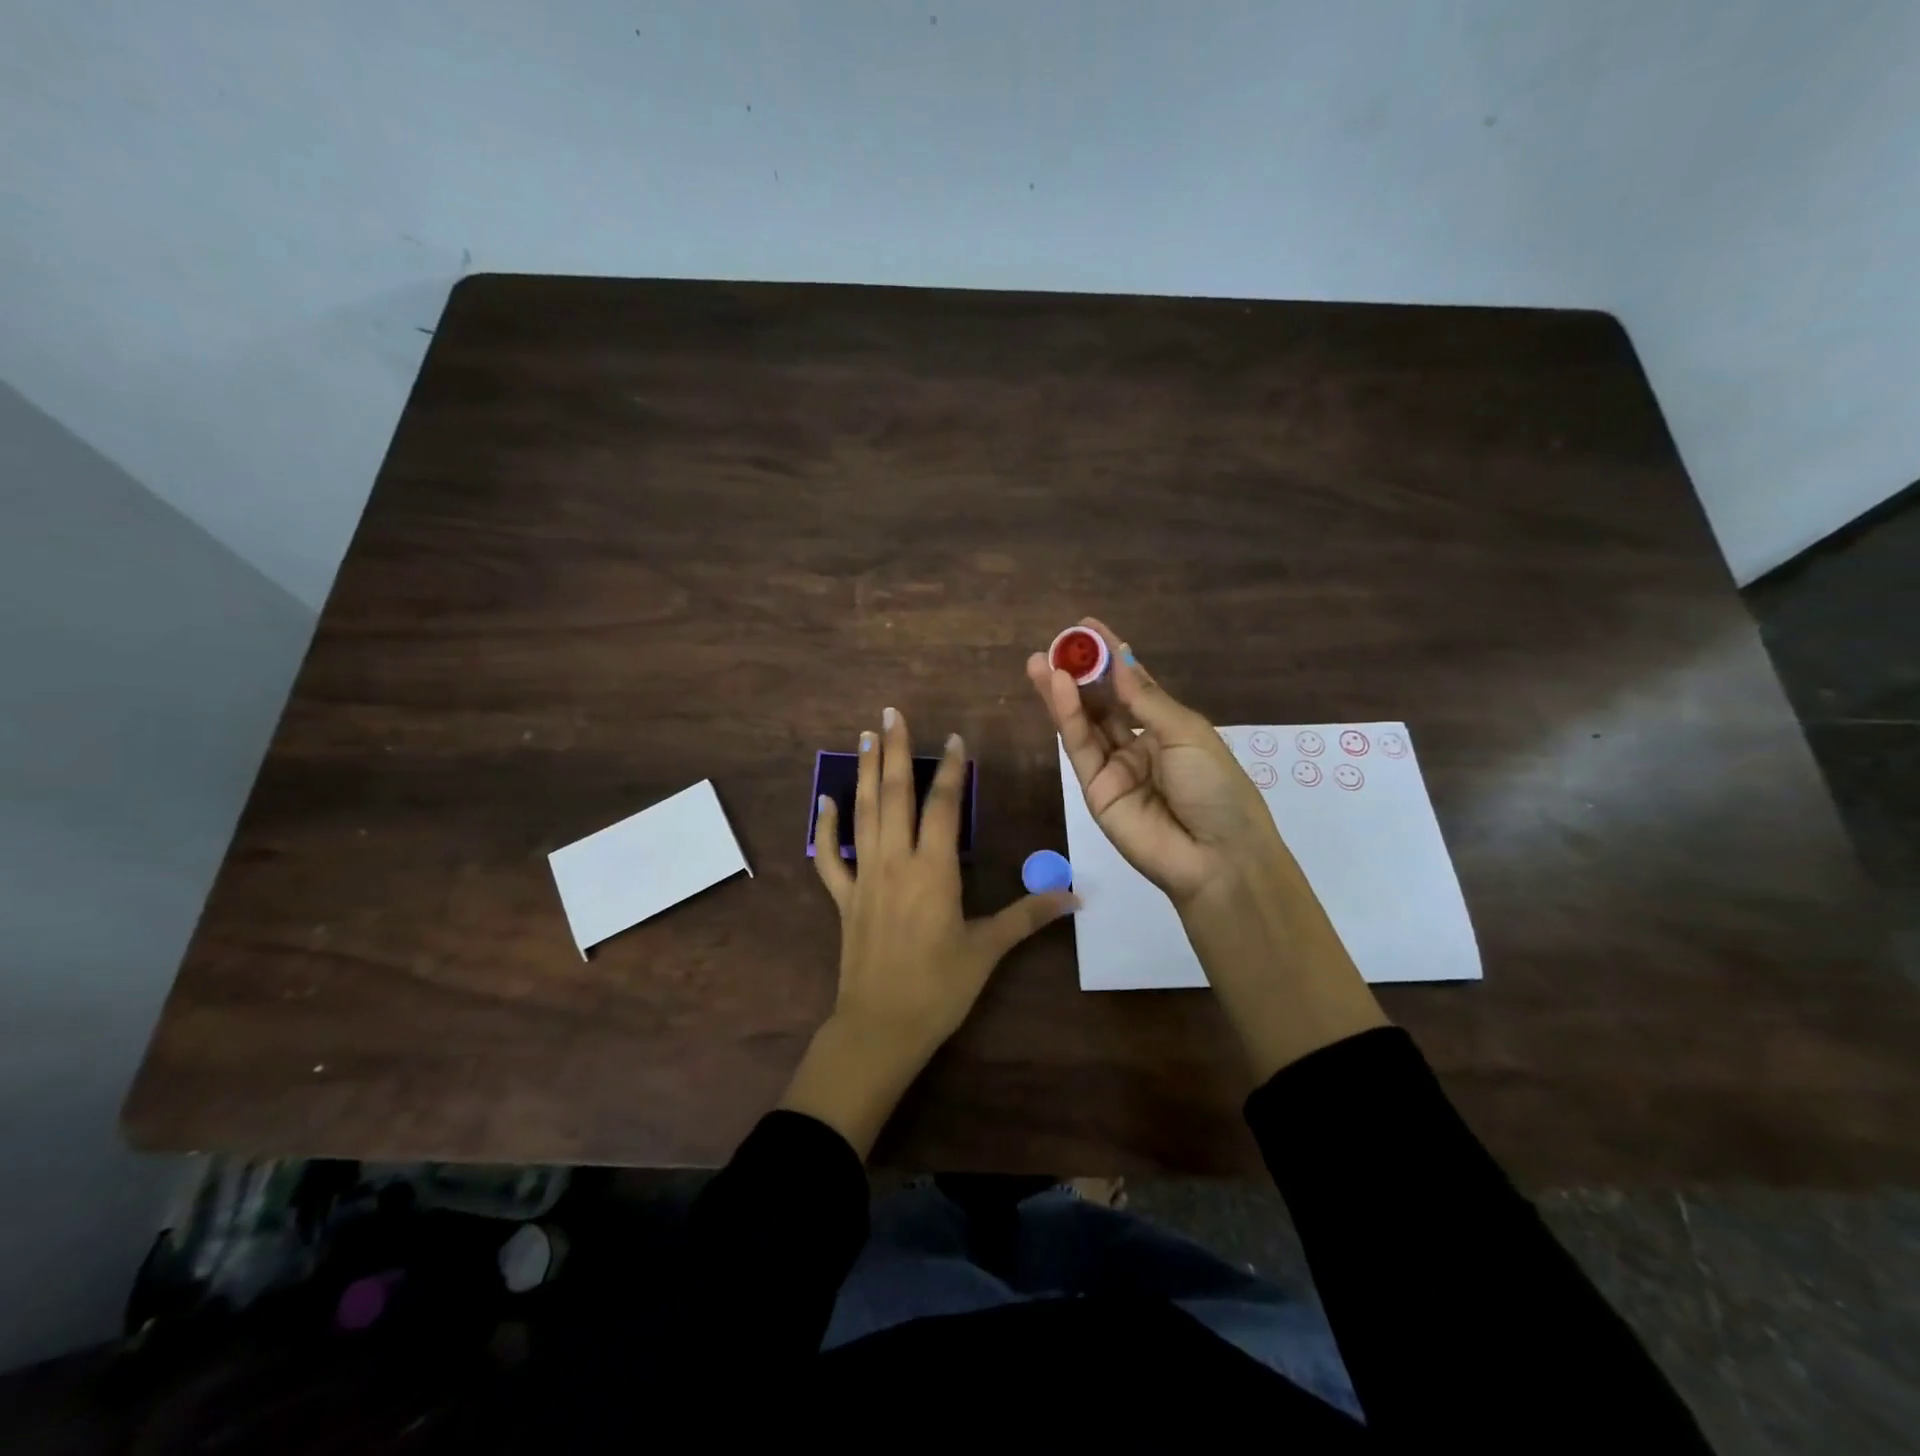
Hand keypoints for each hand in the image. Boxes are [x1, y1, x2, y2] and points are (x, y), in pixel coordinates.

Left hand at [780, 706, 1076, 1157]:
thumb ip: (1029, 915)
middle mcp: (895, 861)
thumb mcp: (988, 949)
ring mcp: (864, 877)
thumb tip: (1076, 895)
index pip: (944, 806)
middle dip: (895, 751)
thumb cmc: (939, 987)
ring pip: (863, 814)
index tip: (953, 738)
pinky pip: (829, 857)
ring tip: (865, 738)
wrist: (880, 1027)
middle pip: (895, 795)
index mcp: (933, 869)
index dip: (950, 769)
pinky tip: (823, 801)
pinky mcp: (843, 899)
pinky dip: (826, 828)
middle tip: (891, 713)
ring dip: (864, 773)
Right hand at [1028, 618, 1386, 1081]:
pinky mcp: (1093, 789)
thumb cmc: (1216, 787)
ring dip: (1063, 691)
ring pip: (1083, 722)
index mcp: (1168, 729)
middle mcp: (1138, 744)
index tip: (1087, 627)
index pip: (1132, 685)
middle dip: (1080, 672)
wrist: (1215, 856)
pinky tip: (1057, 688)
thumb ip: (1145, 699)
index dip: (1110, 656)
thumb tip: (1119, 659)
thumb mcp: (1187, 733)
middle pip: (1102, 701)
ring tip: (1041, 660)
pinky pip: (1079, 747)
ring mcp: (1114, 767)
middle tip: (1057, 643)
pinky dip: (1067, 717)